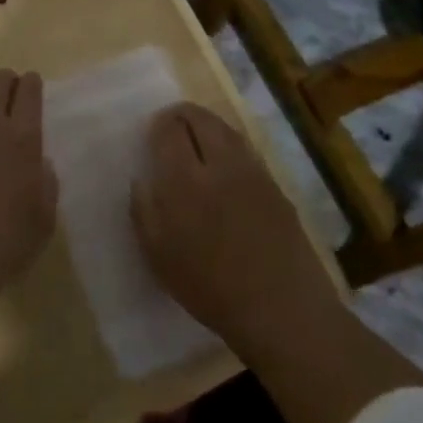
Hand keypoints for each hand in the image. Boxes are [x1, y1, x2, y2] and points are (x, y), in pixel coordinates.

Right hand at [130, 103, 339, 356]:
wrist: (281, 308)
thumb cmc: (210, 287)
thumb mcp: (159, 256)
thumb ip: (144, 210)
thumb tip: (141, 178)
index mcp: (185, 179)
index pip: (169, 129)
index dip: (158, 124)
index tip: (152, 131)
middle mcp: (219, 164)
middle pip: (200, 118)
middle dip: (182, 114)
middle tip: (171, 124)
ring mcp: (251, 171)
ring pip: (225, 129)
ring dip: (207, 124)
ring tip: (196, 136)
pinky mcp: (274, 184)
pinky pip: (245, 149)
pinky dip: (228, 143)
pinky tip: (224, 163)